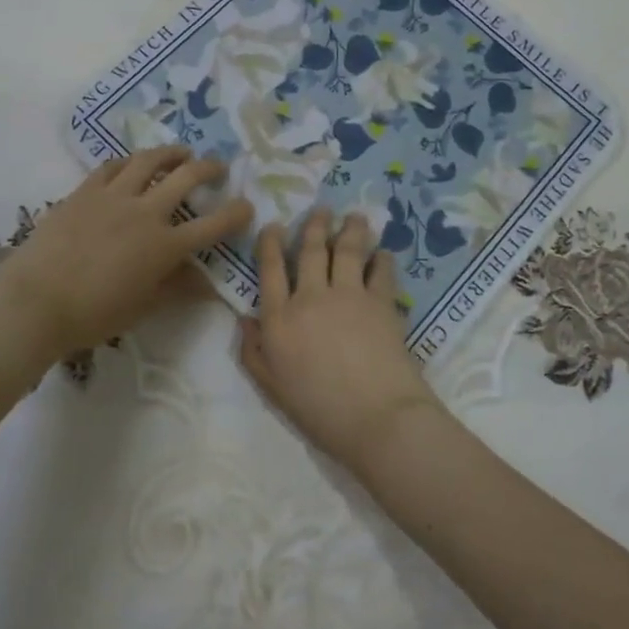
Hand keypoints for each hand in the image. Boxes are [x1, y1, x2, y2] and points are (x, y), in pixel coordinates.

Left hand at [0, 146, 252, 363]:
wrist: (35, 301)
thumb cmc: (92, 314)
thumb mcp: (142, 307)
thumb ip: (177, 288)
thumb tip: (208, 283)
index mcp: (165, 246)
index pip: (214, 225)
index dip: (237, 213)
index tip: (247, 206)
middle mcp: (146, 212)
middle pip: (187, 178)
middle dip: (209, 169)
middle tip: (218, 168)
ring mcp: (113, 196)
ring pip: (149, 160)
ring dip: (171, 153)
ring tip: (181, 152)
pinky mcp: (85, 191)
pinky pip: (112, 166)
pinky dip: (128, 161)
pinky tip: (131, 163)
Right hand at [239, 209, 443, 472]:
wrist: (376, 418)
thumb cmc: (319, 411)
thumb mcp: (273, 389)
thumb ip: (254, 352)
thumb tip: (245, 319)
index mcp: (279, 319)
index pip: (270, 269)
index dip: (269, 243)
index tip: (273, 225)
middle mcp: (310, 297)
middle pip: (309, 250)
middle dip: (314, 226)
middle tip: (321, 210)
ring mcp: (348, 295)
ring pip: (346, 249)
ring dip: (350, 229)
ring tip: (354, 217)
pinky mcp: (381, 300)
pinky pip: (380, 269)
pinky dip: (382, 258)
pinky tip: (383, 253)